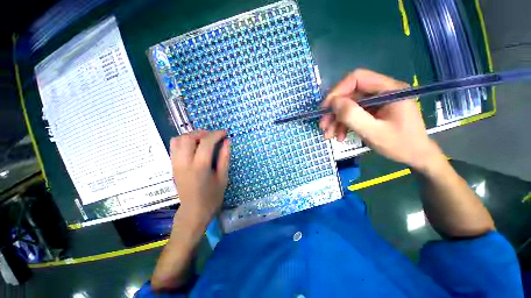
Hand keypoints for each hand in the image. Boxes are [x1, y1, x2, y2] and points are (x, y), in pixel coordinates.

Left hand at [170, 130, 229, 228]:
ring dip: (192, 135)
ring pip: (178, 140)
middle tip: (213, 137)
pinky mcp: (172, 166)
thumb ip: (224, 157)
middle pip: (188, 138)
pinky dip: (184, 141)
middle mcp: (184, 163)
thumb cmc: (212, 197)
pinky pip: (174, 146)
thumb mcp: (223, 177)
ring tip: (203, 140)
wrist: (193, 212)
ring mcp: (175, 164)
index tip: (224, 133)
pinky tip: (194, 147)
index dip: (216, 134)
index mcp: (199, 167)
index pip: (206, 143)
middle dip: (203, 133)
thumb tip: (227, 142)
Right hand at [319, 69, 443, 171]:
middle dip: (334, 111)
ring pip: (348, 106)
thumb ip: (353, 116)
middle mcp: (382, 91)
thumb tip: (333, 102)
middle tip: (323, 126)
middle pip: (350, 94)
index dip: (337, 91)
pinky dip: (343, 125)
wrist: (416, 156)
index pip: (357, 78)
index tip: (325, 109)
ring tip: (329, 135)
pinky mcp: (373, 111)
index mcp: (389, 89)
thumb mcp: (374, 132)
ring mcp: (377, 102)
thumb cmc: (400, 145)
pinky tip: (340, 136)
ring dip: (336, 120)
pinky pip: (353, 114)